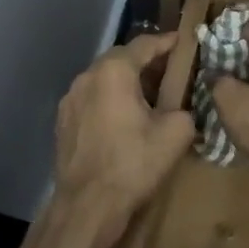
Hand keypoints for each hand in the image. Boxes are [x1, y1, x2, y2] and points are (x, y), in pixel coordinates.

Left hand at [49, 31, 194, 247]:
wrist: (87, 206)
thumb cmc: (133, 163)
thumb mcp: (176, 134)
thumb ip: (185, 109)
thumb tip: (184, 108)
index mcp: (114, 71)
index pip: (145, 44)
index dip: (168, 42)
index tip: (185, 41)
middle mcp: (87, 76)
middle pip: (121, 58)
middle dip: (147, 61)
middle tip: (172, 70)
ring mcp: (70, 99)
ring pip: (104, 79)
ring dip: (127, 81)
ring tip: (151, 95)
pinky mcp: (63, 122)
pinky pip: (93, 99)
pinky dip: (111, 100)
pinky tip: (126, 118)